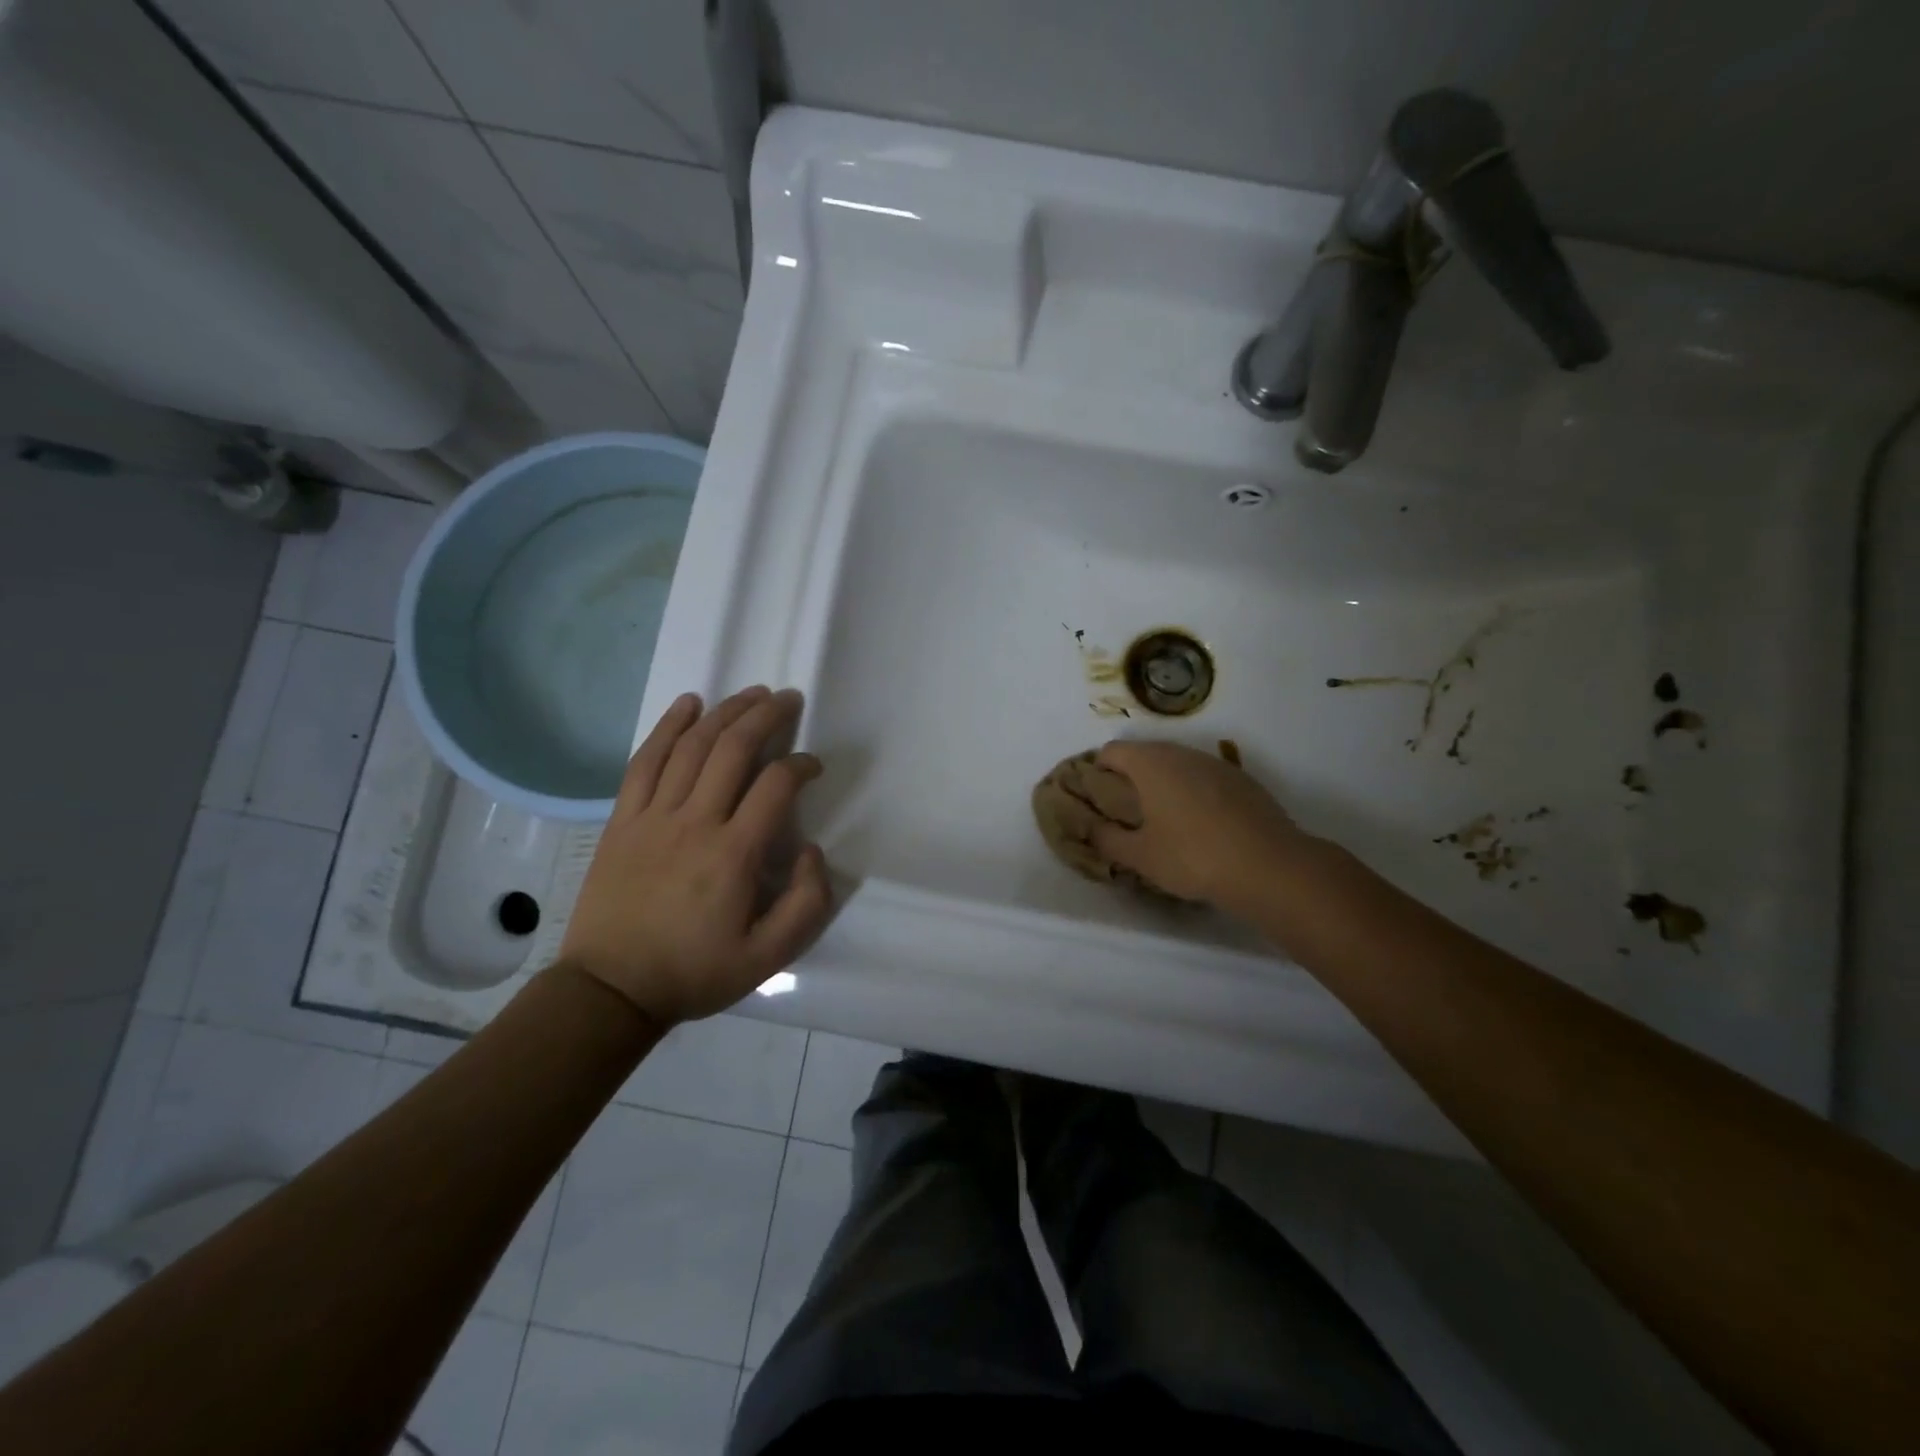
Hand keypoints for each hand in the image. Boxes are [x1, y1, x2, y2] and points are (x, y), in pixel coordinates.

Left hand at [560, 687, 832, 1024]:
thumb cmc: (693, 972)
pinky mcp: (622, 820)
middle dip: (766, 716)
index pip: (775, 785)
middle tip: (787, 699)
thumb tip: (810, 849)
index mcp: (733, 854)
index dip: (801, 764)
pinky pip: (645, 762)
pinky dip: (668, 727)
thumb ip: (806, 903)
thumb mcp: (767, 957)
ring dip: (725, 712)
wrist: (610, 990)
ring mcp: (653, 817)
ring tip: (750, 694)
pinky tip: (687, 704)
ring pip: (692, 747)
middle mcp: (695, 822)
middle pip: (733, 749)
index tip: (813, 765)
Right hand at [1091, 740, 1318, 911]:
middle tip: (1126, 811)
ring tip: (1164, 819)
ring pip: (1178, 763)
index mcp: (1151, 764)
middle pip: (1145, 753)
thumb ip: (1106, 839)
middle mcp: (1182, 753)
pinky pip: (1205, 777)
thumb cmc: (1193, 857)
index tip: (1098, 798)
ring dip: (1164, 783)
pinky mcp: (1242, 779)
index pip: (1111, 751)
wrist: (1269, 866)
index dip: (1097, 771)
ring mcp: (1215, 763)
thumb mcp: (1140, 856)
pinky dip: (1194, 791)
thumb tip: (1090, 828)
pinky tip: (1201, 825)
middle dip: (1130, 776)